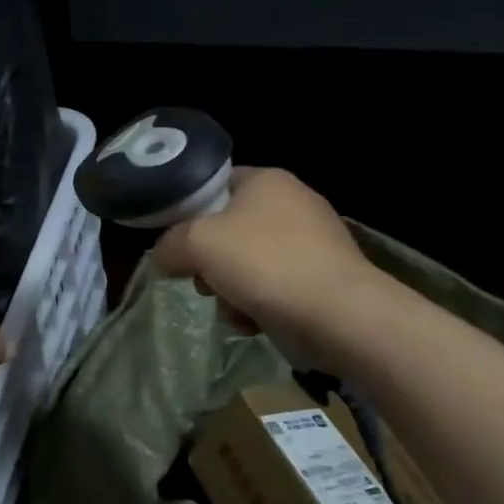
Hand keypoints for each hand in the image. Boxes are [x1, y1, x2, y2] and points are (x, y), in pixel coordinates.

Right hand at [150, 168, 382, 365]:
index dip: (189, 212)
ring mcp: (313, 241)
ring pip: (249, 263)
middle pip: (229, 230)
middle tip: (205, 283)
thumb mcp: (198, 243)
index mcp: (266, 180)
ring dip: (231, 290)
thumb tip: (163, 256)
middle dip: (210, 263)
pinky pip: (275, 286)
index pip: (214, 185)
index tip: (177, 244)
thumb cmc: (265, 263)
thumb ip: (169, 244)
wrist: (340, 314)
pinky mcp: (323, 277)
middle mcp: (293, 202)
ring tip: (234, 311)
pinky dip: (259, 304)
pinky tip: (256, 323)